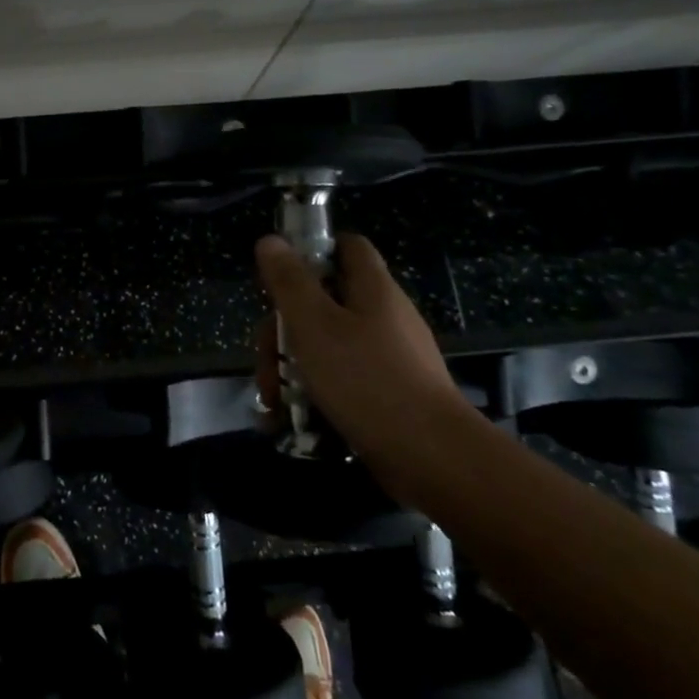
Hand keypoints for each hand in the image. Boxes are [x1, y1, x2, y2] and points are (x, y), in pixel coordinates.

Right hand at [254, 232, 462, 496]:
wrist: (432, 458)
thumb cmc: (367, 379)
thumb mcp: (314, 324)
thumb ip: (289, 281)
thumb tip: (270, 240)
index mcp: (372, 289)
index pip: (346, 246)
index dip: (312, 251)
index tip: (280, 276)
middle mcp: (384, 316)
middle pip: (324, 302)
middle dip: (284, 328)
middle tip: (266, 359)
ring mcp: (389, 357)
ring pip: (327, 345)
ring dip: (292, 367)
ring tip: (272, 400)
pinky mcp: (389, 394)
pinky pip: (342, 380)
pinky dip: (314, 393)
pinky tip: (290, 419)